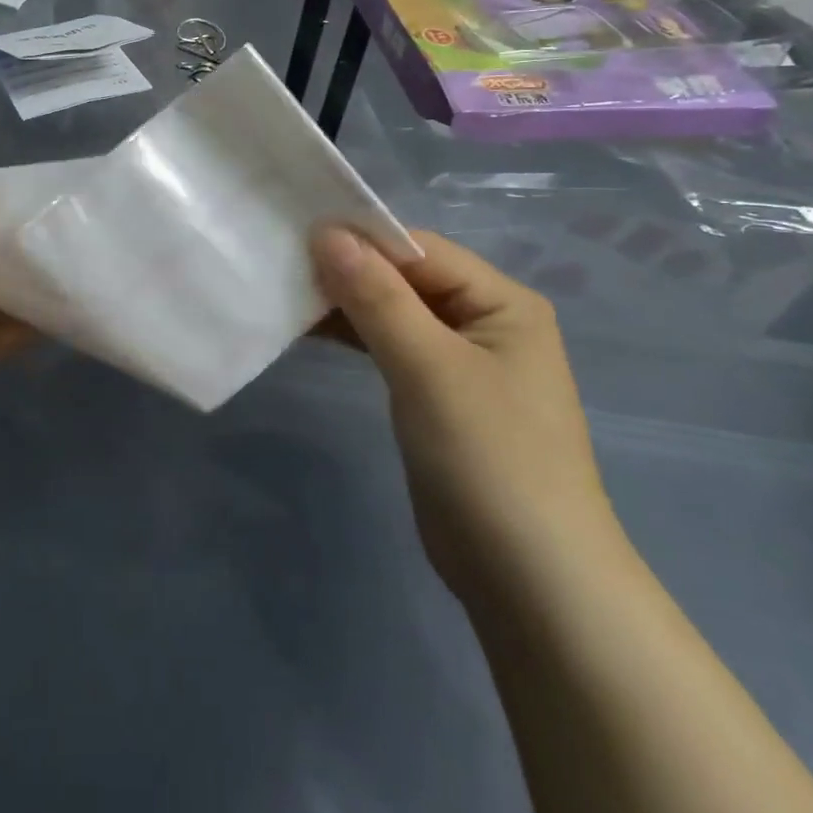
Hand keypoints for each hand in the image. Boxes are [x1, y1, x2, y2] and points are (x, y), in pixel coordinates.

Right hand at [310, 226, 620, 603]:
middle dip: (348, 271)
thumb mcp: (428, 367)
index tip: (295, 237)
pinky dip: (353, 337)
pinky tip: (309, 330)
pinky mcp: (437, 397)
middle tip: (281, 264)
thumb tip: (327, 231)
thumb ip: (376, 296)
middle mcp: (485, 322)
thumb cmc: (489, 458)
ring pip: (393, 313)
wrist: (531, 581)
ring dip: (344, 304)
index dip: (360, 240)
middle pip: (405, 279)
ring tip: (285, 293)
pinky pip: (390, 348)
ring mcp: (460, 362)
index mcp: (501, 301)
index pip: (420, 251)